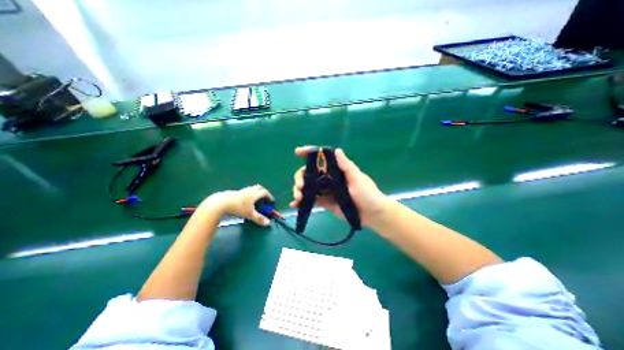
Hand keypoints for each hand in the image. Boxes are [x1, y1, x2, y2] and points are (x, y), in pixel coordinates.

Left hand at [202, 185, 273, 225]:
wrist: (221, 203)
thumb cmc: (237, 208)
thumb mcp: (249, 214)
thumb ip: (259, 218)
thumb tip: (268, 223)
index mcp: (254, 194)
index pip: (265, 192)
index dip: (269, 196)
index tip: (272, 200)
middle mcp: (249, 190)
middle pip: (259, 187)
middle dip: (263, 191)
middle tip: (265, 197)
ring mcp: (242, 190)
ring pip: (252, 188)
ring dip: (256, 191)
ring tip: (256, 198)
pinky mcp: (235, 192)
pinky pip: (245, 191)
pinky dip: (249, 193)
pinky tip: (246, 200)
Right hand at [289, 146, 387, 227]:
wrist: (372, 214)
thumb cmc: (368, 193)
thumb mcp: (357, 178)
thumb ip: (346, 166)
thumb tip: (337, 150)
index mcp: (336, 169)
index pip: (320, 159)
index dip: (308, 154)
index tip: (298, 152)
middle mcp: (328, 178)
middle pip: (309, 173)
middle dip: (300, 177)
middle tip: (300, 185)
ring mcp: (325, 190)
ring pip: (307, 186)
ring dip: (298, 189)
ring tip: (298, 197)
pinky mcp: (324, 202)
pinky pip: (310, 200)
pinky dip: (302, 202)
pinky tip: (295, 205)